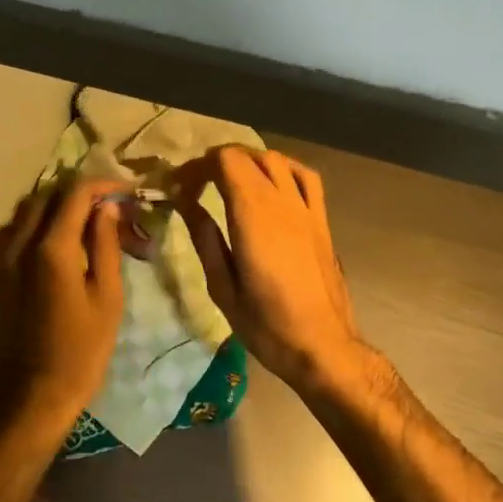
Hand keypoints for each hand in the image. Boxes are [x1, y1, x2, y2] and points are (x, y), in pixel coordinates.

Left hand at [0, 178, 126, 443]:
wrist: (27, 398)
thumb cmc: (80, 353)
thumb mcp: (107, 298)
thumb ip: (105, 245)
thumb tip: (107, 207)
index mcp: (51, 248)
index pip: (76, 193)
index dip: (104, 184)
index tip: (128, 192)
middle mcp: (18, 243)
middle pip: (48, 195)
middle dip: (81, 192)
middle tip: (111, 207)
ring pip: (26, 210)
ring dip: (57, 205)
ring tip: (87, 222)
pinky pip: (13, 231)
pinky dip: (37, 223)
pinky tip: (56, 243)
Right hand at [173, 148, 366, 391]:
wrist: (322, 345)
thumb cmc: (267, 325)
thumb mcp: (223, 287)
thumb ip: (205, 239)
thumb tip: (186, 203)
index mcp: (253, 217)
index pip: (226, 162)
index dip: (198, 167)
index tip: (180, 188)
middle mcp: (282, 203)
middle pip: (249, 156)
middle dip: (218, 161)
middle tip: (196, 185)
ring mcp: (307, 209)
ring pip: (278, 161)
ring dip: (249, 161)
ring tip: (230, 181)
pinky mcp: (322, 221)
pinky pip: (306, 178)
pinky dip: (284, 169)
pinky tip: (272, 184)